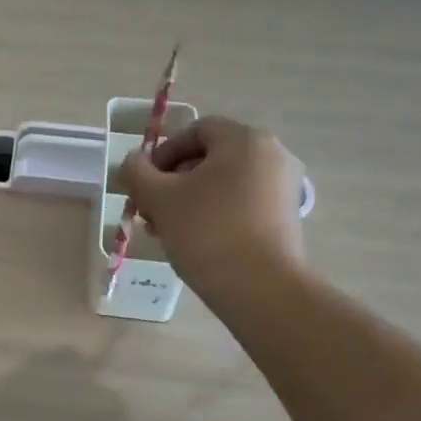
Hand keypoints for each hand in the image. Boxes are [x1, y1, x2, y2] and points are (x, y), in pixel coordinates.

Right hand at [115, 117, 305, 288]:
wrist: (262, 290)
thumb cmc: (207, 231)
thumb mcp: (159, 198)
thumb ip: (137, 172)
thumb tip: (133, 163)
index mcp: (245, 140)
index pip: (196, 130)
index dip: (163, 153)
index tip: (145, 183)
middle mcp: (272, 156)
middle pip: (210, 158)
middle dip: (173, 181)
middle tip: (151, 209)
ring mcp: (284, 188)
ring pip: (224, 183)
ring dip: (190, 200)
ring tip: (166, 229)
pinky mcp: (286, 219)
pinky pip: (241, 203)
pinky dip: (214, 214)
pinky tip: (193, 241)